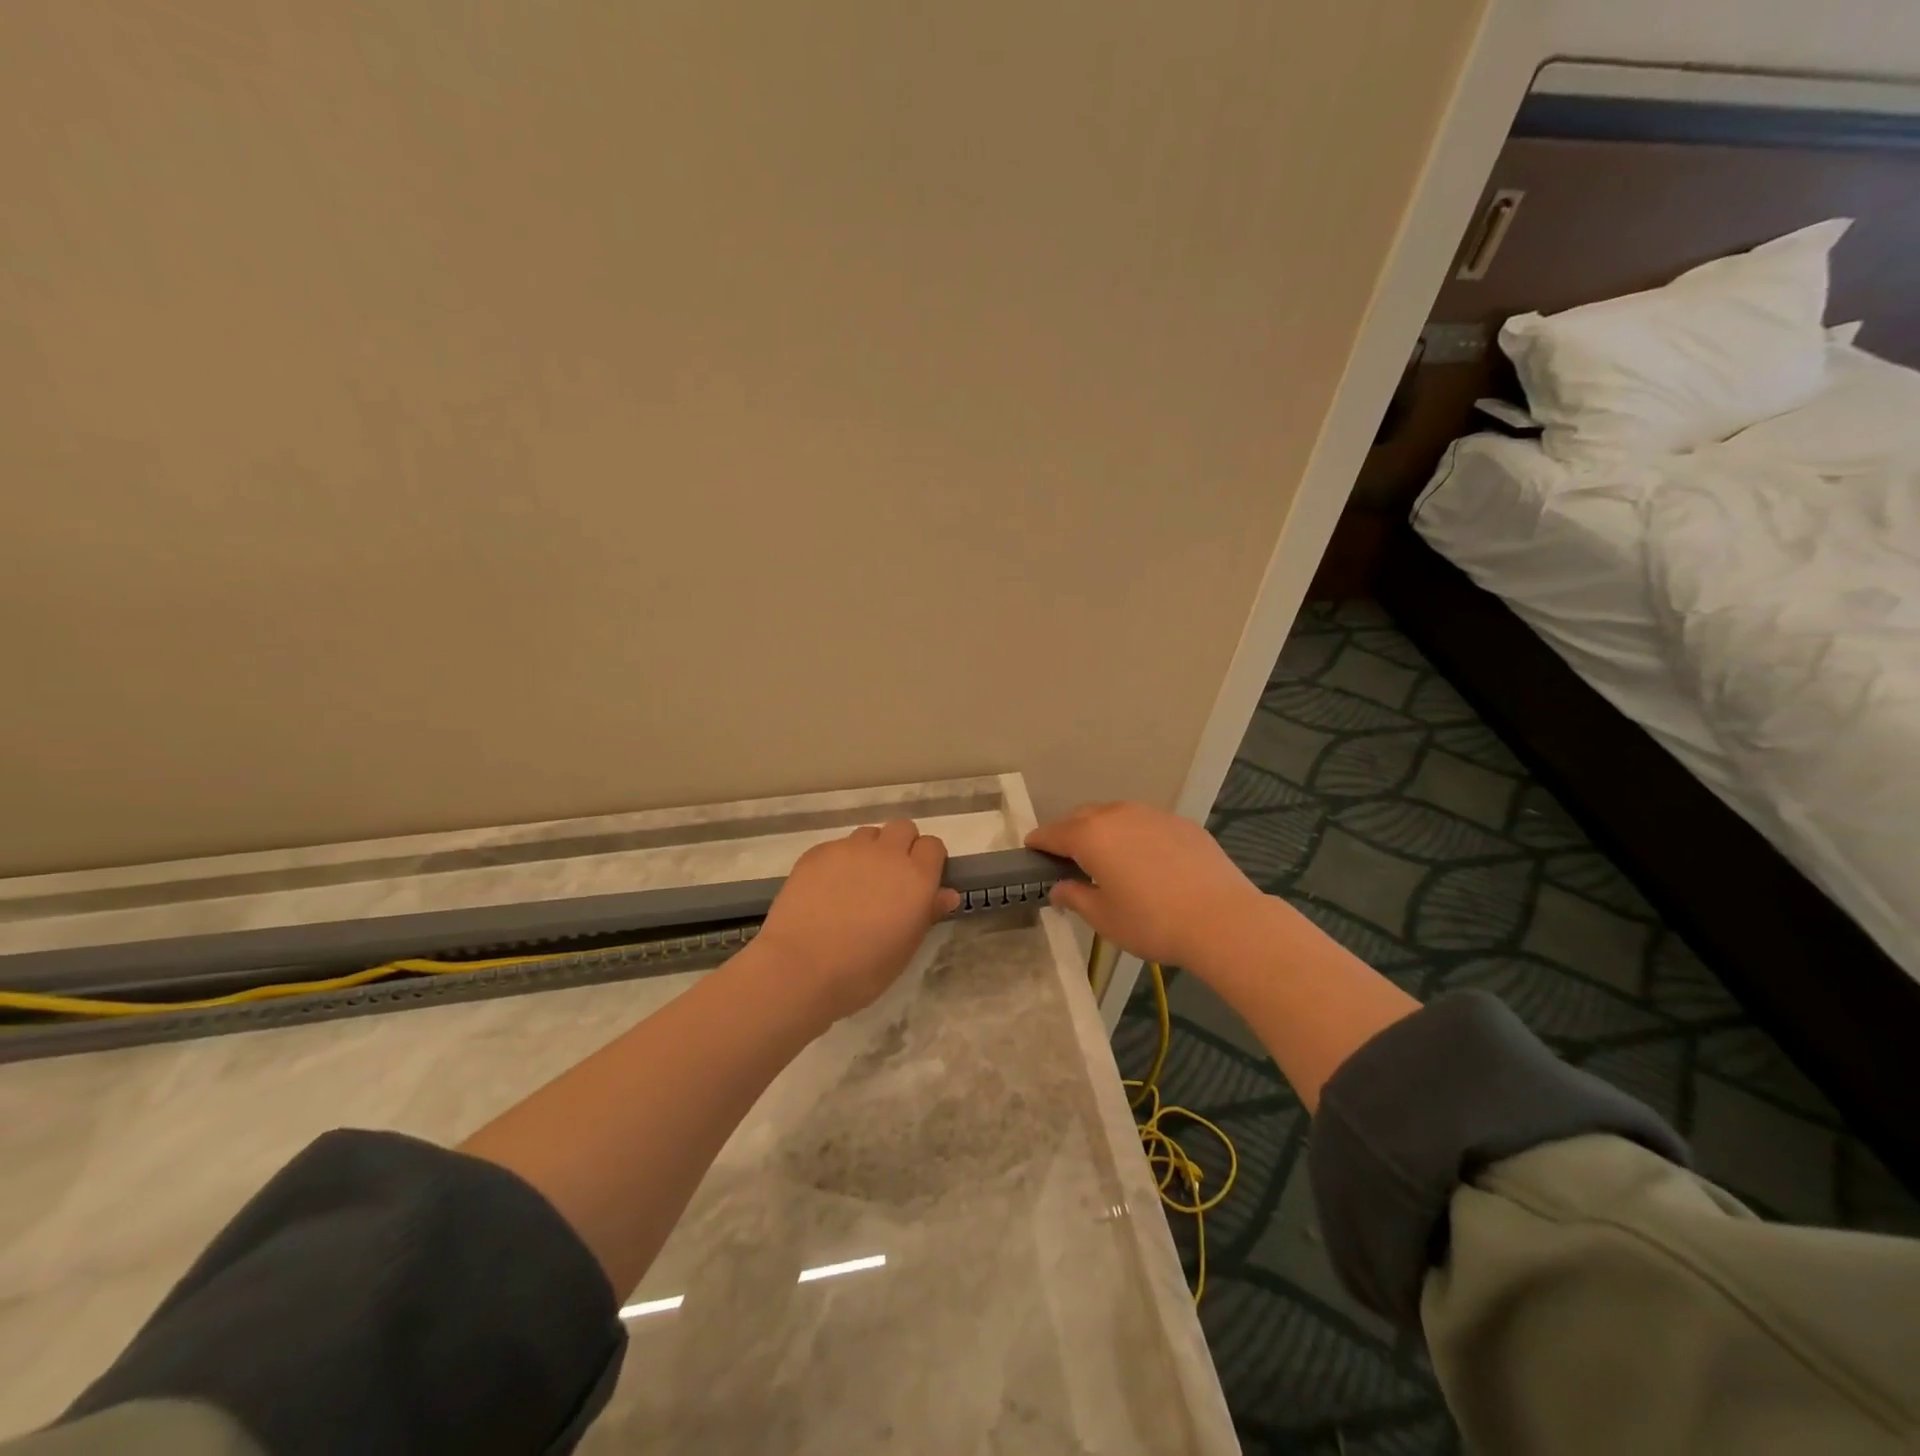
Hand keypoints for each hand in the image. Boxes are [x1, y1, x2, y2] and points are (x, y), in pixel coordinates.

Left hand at [754, 820, 961, 1020]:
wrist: (800, 968)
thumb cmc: (862, 970)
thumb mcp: (905, 948)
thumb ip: (927, 913)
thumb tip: (946, 893)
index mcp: (916, 878)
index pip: (933, 845)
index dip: (928, 860)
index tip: (919, 881)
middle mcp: (887, 854)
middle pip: (903, 828)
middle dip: (901, 846)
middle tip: (889, 878)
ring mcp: (849, 849)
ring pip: (869, 834)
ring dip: (870, 850)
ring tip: (855, 882)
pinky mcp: (818, 852)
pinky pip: (837, 846)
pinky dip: (839, 861)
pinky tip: (826, 889)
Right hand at [1027, 802, 1265, 968]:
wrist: (1223, 919)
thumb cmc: (1152, 922)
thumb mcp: (1104, 918)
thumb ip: (1075, 897)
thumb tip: (1059, 887)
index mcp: (1091, 836)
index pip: (1053, 833)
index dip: (1038, 842)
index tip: (1031, 851)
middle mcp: (1117, 815)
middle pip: (1082, 817)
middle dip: (1069, 833)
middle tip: (1066, 858)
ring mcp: (1152, 815)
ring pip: (1115, 815)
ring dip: (1102, 830)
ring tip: (1105, 856)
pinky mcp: (1181, 823)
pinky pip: (1145, 823)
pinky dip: (1133, 835)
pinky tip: (1144, 860)